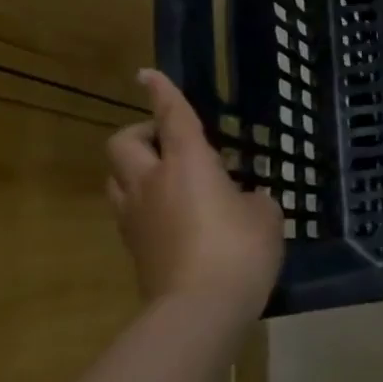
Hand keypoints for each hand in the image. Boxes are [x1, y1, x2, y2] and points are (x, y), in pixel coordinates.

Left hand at [106, 70, 282, 325]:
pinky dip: (144, 201)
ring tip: (167, 177)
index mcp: (188, 164)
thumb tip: (243, 201)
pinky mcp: (133, 246)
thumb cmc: (240, 249)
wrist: (200, 307)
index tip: (147, 74)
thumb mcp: (265, 216)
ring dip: (136, 168)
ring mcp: (135, 216)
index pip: (172, 117)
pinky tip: (174, 214)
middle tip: (168, 141)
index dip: (162, 92)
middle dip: (141, 133)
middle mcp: (152, 182)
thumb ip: (252, 199)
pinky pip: (129, 209)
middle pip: (124, 144)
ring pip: (117, 177)